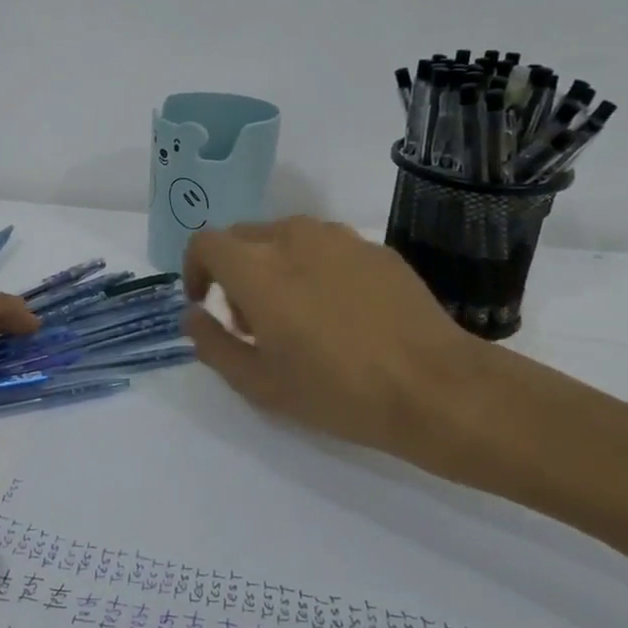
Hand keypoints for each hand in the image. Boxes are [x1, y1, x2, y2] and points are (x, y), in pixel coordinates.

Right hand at [182, 217, 478, 456]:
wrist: (434, 387)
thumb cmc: (335, 389)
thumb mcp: (257, 382)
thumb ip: (211, 343)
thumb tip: (193, 314)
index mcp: (256, 267)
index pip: (205, 242)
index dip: (195, 269)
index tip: (204, 302)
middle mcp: (293, 238)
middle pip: (243, 237)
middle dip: (233, 272)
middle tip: (251, 321)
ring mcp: (338, 238)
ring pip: (285, 238)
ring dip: (273, 267)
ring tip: (296, 315)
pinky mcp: (374, 248)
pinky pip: (326, 248)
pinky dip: (314, 269)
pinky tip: (340, 313)